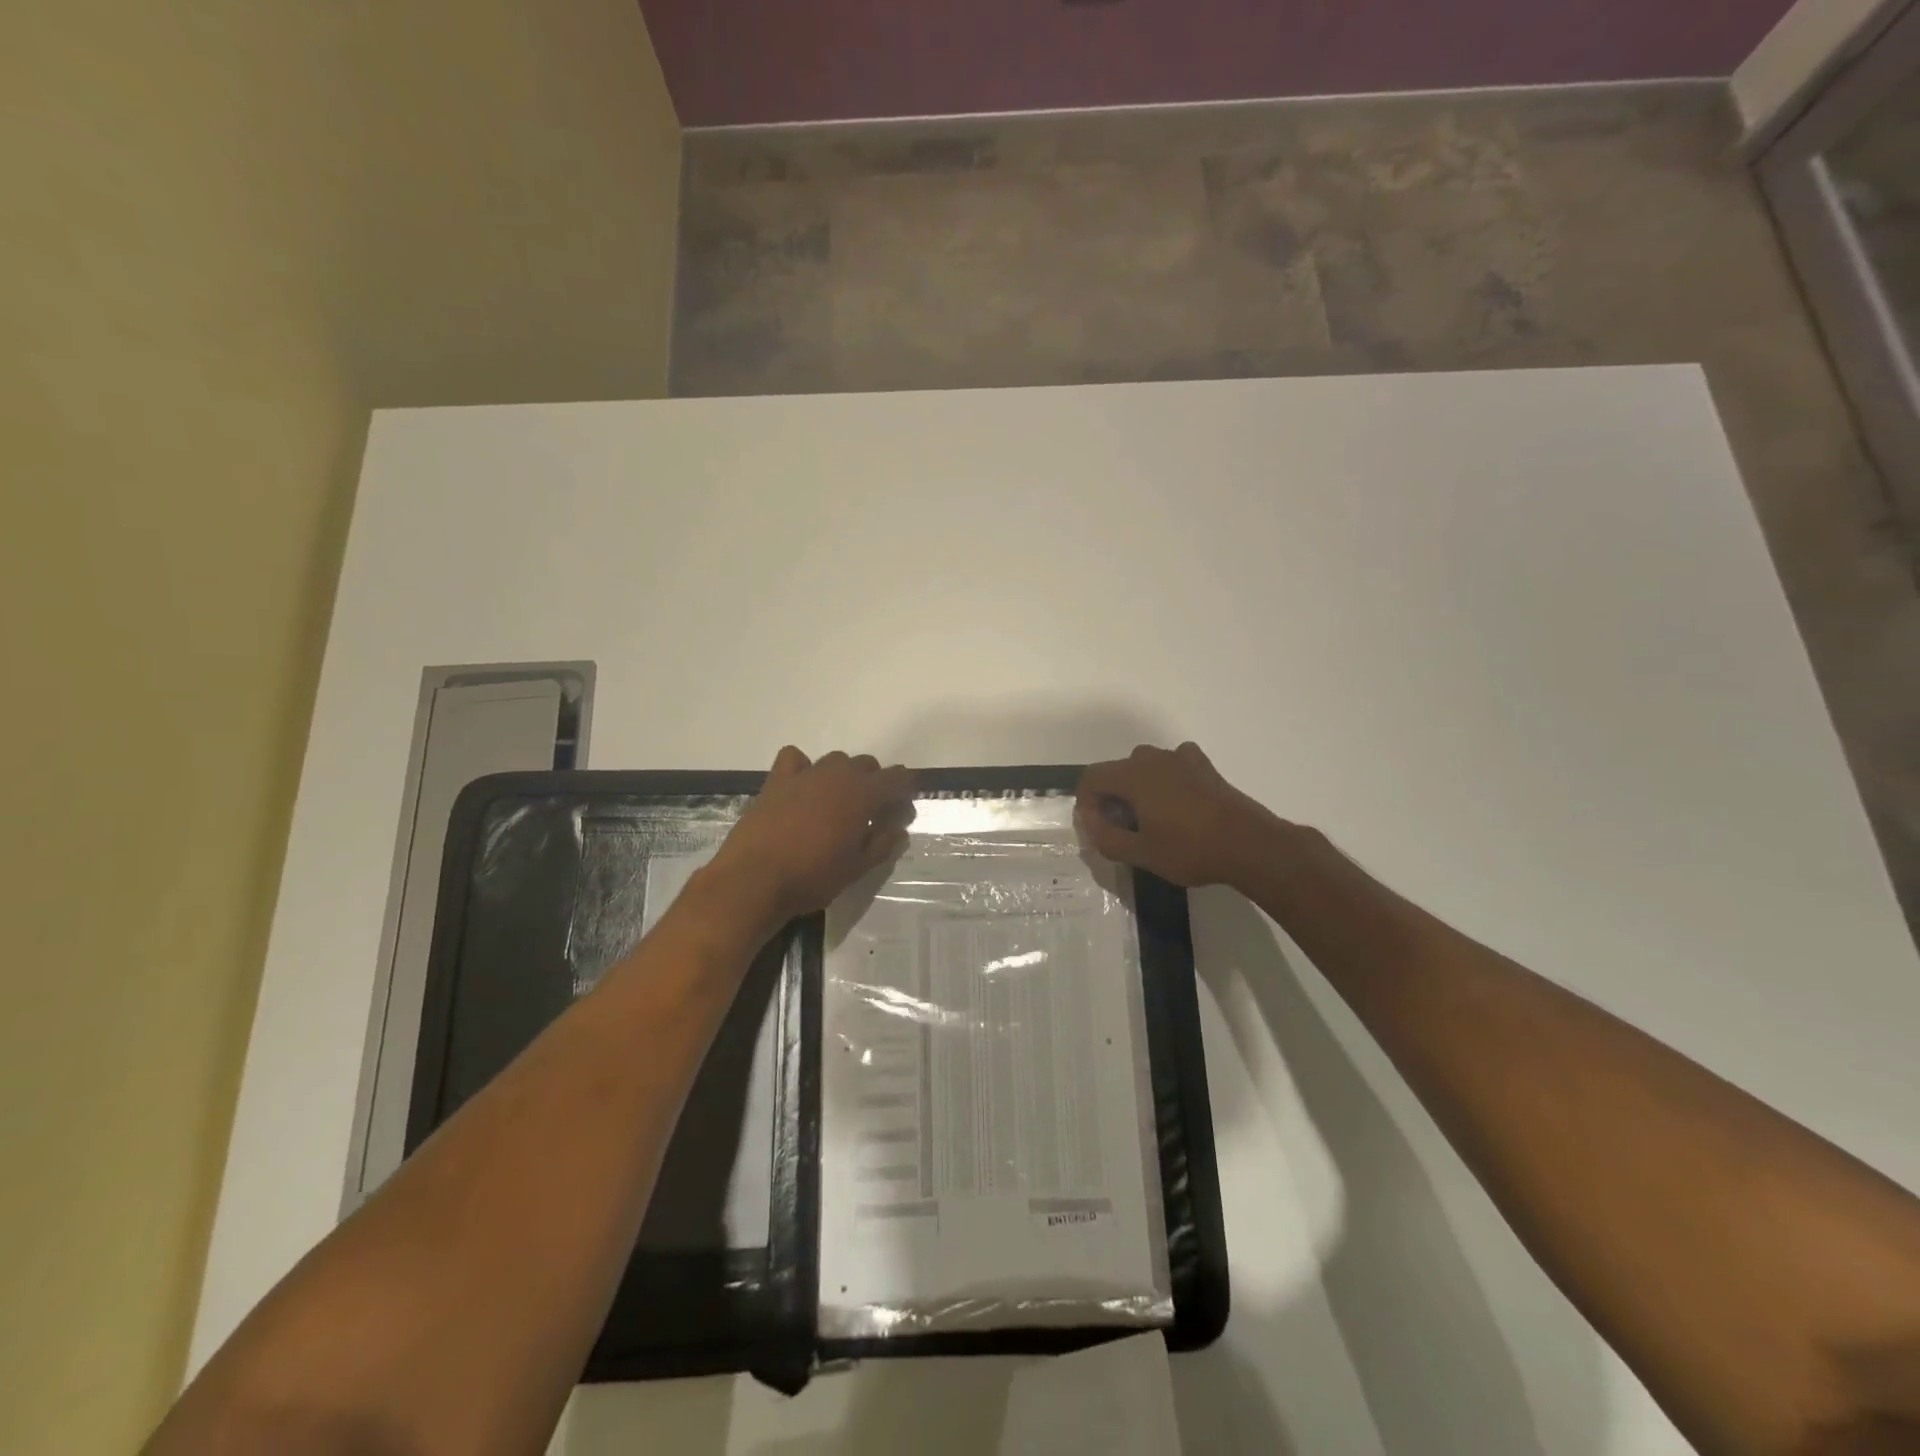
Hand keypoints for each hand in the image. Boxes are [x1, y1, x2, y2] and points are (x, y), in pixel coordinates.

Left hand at [708, 747, 915, 926]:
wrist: (754, 880)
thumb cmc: (812, 877)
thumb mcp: (857, 868)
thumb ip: (882, 845)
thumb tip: (899, 831)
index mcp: (863, 794)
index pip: (897, 779)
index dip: (904, 795)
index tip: (900, 816)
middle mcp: (837, 775)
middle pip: (867, 765)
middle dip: (876, 785)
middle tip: (871, 816)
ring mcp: (805, 774)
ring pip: (836, 760)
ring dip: (844, 776)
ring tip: (838, 804)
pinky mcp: (776, 780)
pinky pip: (795, 759)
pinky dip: (803, 767)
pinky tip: (803, 787)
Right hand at [1075, 742, 1280, 888]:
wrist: (1249, 845)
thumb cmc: (1189, 849)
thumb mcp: (1140, 853)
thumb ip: (1105, 837)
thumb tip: (1089, 822)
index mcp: (1132, 775)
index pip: (1091, 777)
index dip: (1085, 802)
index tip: (1096, 828)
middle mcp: (1153, 758)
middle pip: (1117, 771)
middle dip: (1111, 798)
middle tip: (1121, 829)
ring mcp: (1181, 759)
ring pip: (1145, 767)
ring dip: (1138, 789)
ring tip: (1149, 819)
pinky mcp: (1204, 767)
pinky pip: (1173, 765)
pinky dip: (1166, 779)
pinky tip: (1176, 801)